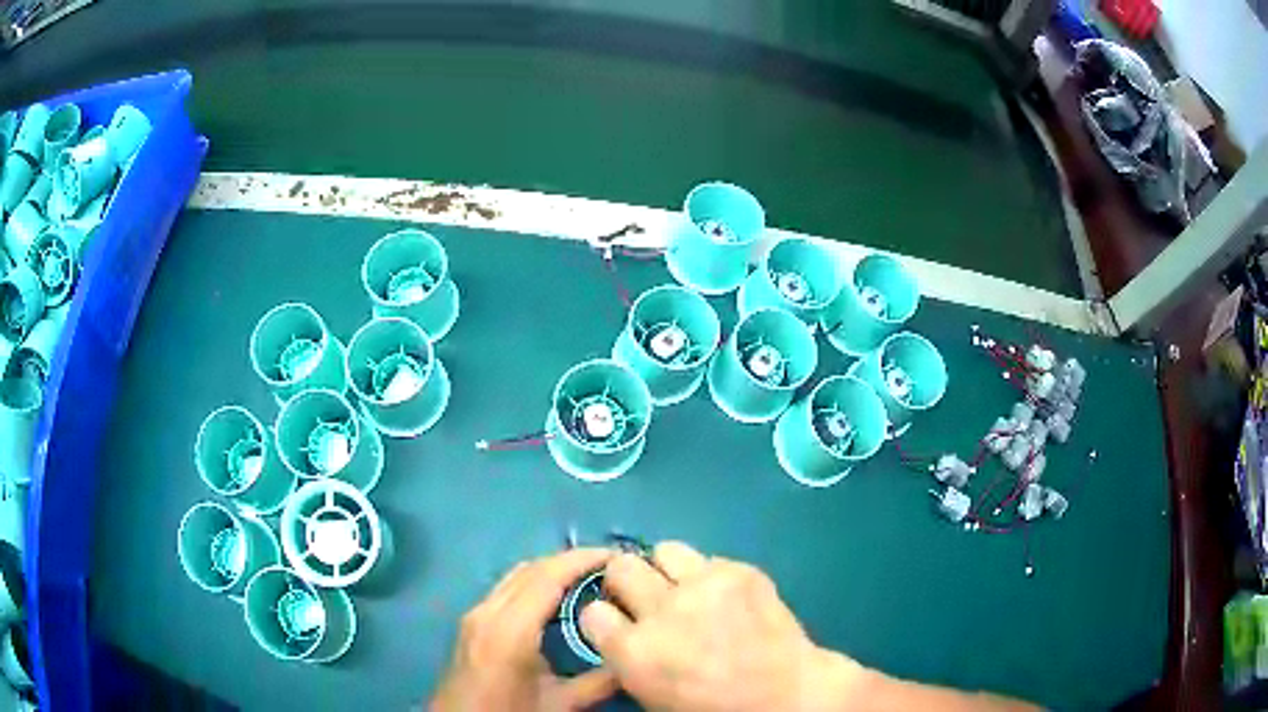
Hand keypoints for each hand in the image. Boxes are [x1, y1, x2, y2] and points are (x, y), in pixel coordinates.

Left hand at [432, 548, 619, 711]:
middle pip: (530, 570)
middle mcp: (487, 612)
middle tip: (609, 565)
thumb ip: (599, 681)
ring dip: (551, 569)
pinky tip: (555, 598)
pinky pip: (505, 589)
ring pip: (515, 576)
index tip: (617, 555)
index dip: (582, 559)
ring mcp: (474, 615)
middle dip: (570, 560)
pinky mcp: (470, 623)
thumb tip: (633, 654)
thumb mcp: (560, 705)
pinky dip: (534, 583)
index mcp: (509, 629)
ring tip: (587, 576)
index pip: (547, 576)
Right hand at [580, 542, 859, 711]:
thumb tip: (623, 631)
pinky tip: (728, 598)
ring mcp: (704, 585)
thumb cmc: (715, 709)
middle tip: (647, 599)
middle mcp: (662, 610)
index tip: (618, 624)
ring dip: (668, 570)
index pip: (592, 611)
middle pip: (620, 567)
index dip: (605, 619)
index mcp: (634, 651)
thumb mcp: (652, 694)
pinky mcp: (741, 571)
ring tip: (687, 589)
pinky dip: (712, 576)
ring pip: (665, 549)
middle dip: (626, 582)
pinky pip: (710, 559)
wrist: (787, 696)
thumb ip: (629, 658)